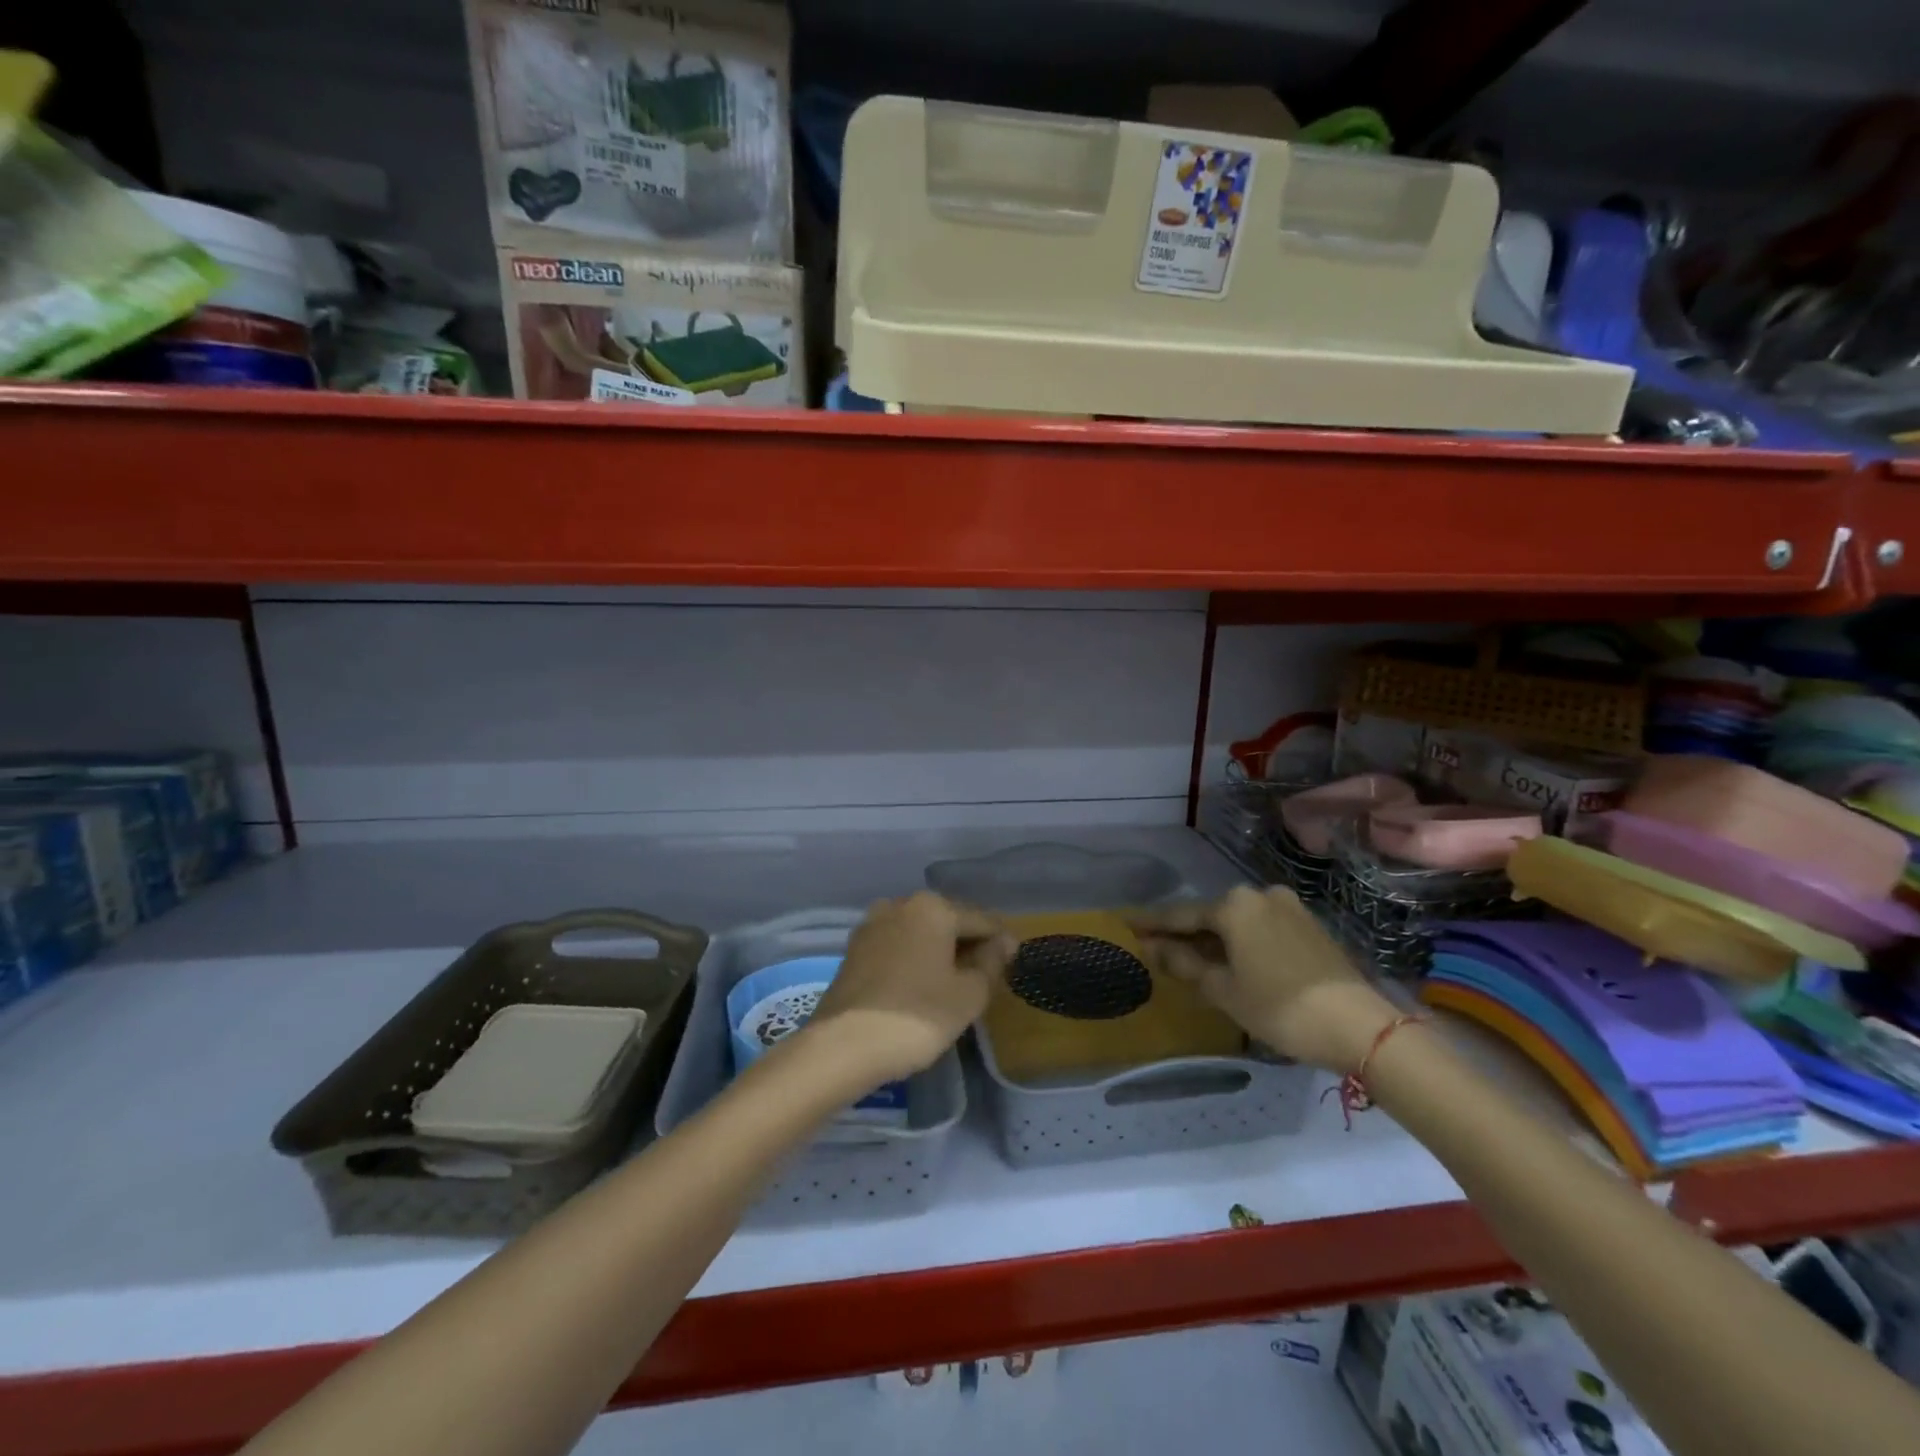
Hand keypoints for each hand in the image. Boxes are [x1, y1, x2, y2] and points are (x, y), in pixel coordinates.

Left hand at [805, 893, 1015, 1087]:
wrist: (844, 1046)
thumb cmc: (917, 1015)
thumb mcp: (968, 994)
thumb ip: (991, 963)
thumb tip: (1003, 942)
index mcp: (934, 907)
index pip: (981, 919)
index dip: (1001, 941)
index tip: (1014, 963)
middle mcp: (901, 904)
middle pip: (948, 920)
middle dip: (968, 943)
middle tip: (986, 977)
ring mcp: (873, 925)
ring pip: (920, 932)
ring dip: (939, 951)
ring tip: (954, 983)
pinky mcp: (854, 949)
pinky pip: (897, 946)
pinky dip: (914, 959)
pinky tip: (922, 985)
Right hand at [1128, 886, 1395, 1072]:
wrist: (1359, 1025)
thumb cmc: (1280, 1007)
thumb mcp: (1223, 990)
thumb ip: (1183, 964)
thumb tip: (1152, 948)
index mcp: (1234, 905)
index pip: (1180, 915)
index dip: (1151, 923)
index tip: (1125, 922)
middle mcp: (1259, 895)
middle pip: (1210, 915)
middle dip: (1184, 933)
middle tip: (1157, 948)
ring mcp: (1288, 907)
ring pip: (1237, 922)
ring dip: (1213, 939)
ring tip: (1191, 959)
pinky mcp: (1309, 925)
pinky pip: (1260, 928)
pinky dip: (1240, 942)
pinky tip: (1231, 960)